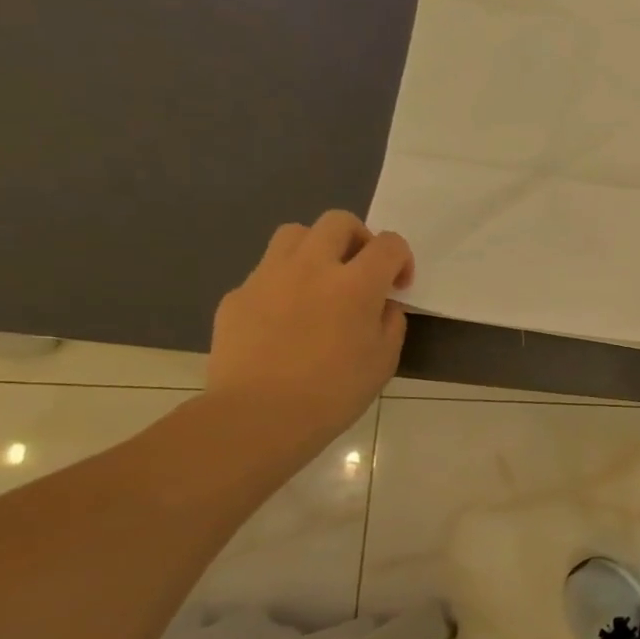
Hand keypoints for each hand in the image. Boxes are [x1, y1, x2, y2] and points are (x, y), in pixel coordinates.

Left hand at [206, 212, 413, 454]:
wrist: (258, 416)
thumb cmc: (335, 392)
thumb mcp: (384, 359)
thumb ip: (390, 321)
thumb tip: (381, 305)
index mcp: (356, 284)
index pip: (389, 244)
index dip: (402, 259)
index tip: (399, 286)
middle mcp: (312, 268)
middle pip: (338, 222)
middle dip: (359, 238)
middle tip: (362, 271)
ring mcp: (268, 277)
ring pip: (295, 234)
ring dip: (317, 249)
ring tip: (322, 282)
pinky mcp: (237, 295)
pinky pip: (267, 272)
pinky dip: (285, 283)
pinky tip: (288, 319)